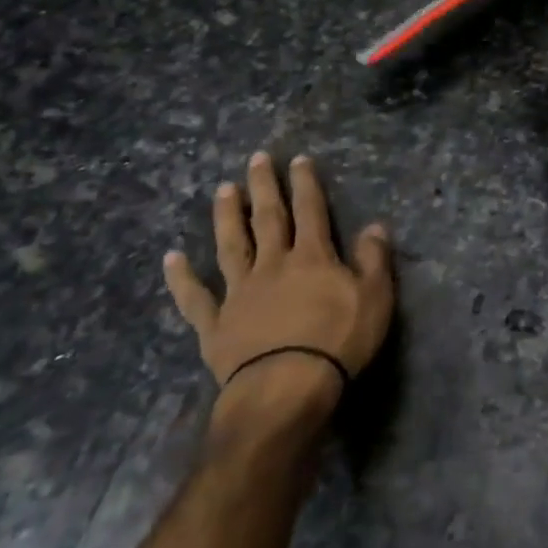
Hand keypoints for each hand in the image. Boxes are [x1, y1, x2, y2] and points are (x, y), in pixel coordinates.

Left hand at [163, 153, 394, 420]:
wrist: (285, 388)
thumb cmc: (337, 342)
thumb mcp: (375, 299)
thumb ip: (374, 260)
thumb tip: (375, 225)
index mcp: (312, 258)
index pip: (310, 211)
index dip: (305, 184)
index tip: (298, 160)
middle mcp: (273, 265)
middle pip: (268, 218)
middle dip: (264, 187)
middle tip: (256, 158)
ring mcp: (239, 293)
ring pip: (231, 246)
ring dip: (227, 217)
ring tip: (222, 190)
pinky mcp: (216, 324)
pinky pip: (195, 298)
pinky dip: (182, 278)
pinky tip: (172, 258)